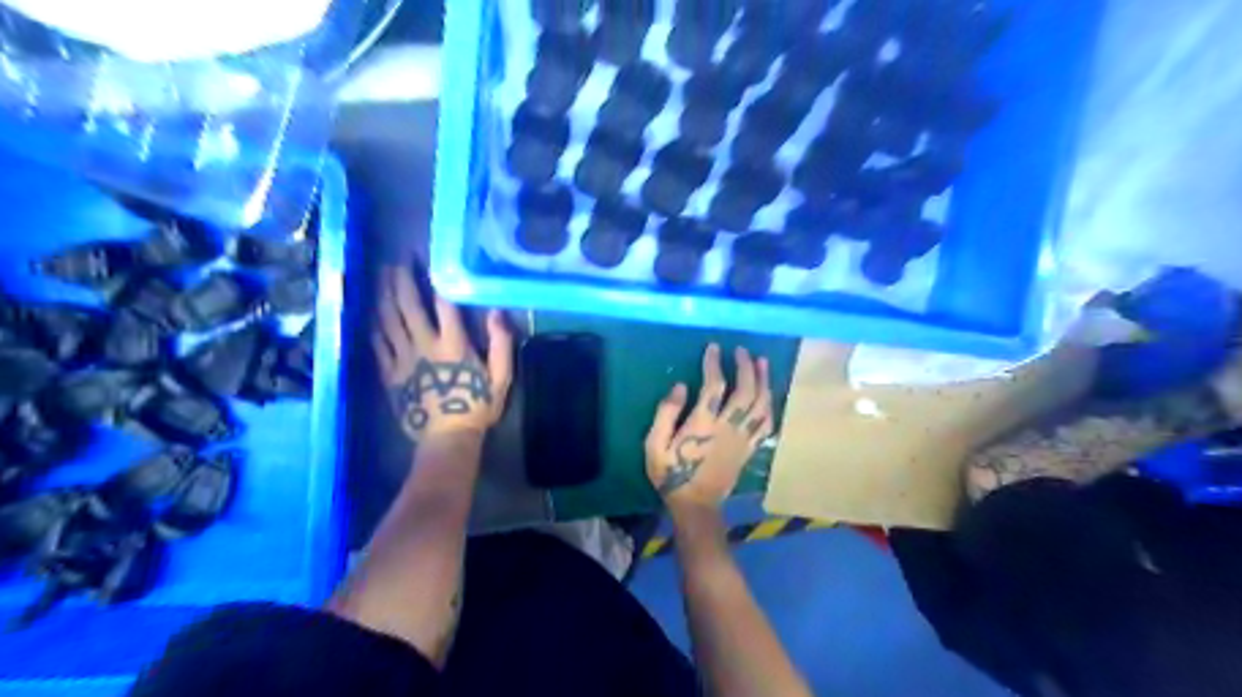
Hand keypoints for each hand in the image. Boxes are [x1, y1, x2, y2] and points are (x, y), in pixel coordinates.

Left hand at [370, 268, 510, 440]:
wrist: (446, 439)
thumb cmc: (477, 407)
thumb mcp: (501, 378)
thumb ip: (501, 344)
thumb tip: (497, 312)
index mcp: (454, 344)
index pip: (443, 304)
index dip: (436, 279)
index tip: (430, 260)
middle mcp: (424, 345)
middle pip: (408, 306)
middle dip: (402, 281)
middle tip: (398, 261)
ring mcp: (403, 359)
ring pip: (388, 321)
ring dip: (385, 296)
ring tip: (383, 277)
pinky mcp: (389, 373)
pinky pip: (378, 344)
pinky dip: (374, 326)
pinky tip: (372, 313)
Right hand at [645, 343, 774, 512]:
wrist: (695, 504)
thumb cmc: (671, 474)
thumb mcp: (655, 445)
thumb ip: (666, 413)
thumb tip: (679, 386)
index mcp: (703, 424)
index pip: (714, 386)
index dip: (715, 364)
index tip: (714, 348)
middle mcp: (728, 427)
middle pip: (745, 391)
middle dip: (745, 367)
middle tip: (742, 351)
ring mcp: (742, 438)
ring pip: (760, 405)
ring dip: (764, 381)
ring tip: (762, 362)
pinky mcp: (750, 448)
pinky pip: (766, 424)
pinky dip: (770, 406)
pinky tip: (769, 394)